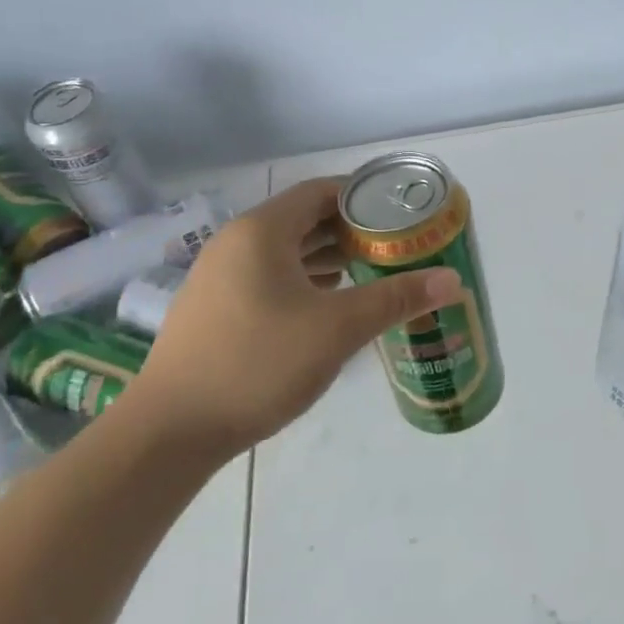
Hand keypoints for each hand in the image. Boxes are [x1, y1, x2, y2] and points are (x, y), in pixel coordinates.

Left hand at [125, 178, 462, 451]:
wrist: (170, 431)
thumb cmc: (258, 363)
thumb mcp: (337, 329)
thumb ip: (395, 299)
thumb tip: (453, 281)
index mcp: (262, 231)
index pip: (320, 191)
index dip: (363, 195)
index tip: (400, 211)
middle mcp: (236, 243)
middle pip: (303, 219)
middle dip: (350, 228)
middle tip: (394, 243)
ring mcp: (219, 276)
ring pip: (284, 250)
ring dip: (327, 255)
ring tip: (370, 269)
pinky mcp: (214, 308)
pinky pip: (267, 276)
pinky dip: (302, 278)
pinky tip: (327, 301)